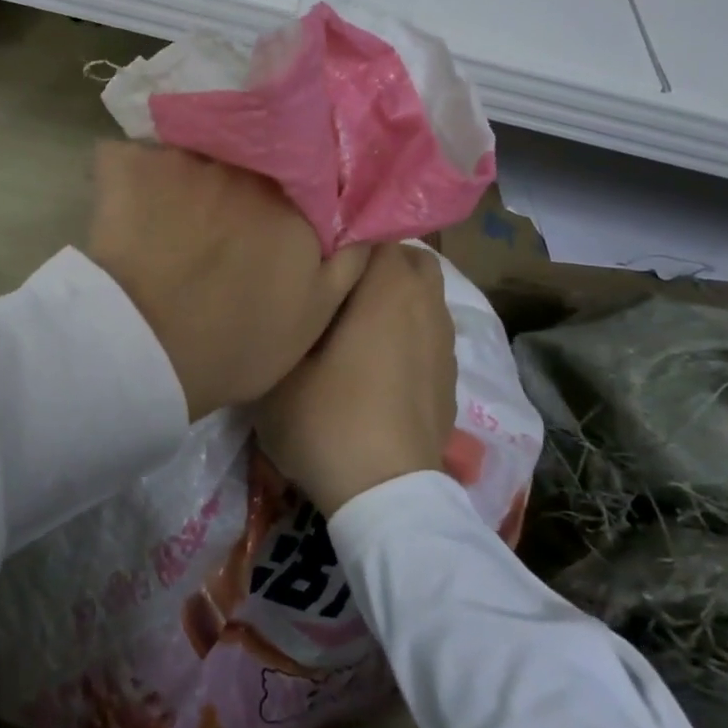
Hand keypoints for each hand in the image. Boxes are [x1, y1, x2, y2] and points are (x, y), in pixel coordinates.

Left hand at [86, 142, 368, 420]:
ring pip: (191, 147)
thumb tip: (365, 219)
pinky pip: (131, 156)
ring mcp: (183, 156)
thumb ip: (349, 259)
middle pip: (247, 144)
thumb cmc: (237, 343)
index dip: (294, 172)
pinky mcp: (128, 163)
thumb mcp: (315, 314)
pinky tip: (126, 205)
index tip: (281, 191)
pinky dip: (131, 175)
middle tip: (218, 202)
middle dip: (239, 162)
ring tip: (170, 204)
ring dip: (185, 170)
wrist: (144, 352)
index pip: (305, 159)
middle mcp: (244, 161)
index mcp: (292, 195)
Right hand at [256, 243, 456, 515]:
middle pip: (406, 257)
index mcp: (388, 287)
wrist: (386, 495)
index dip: (340, 237)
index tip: (312, 251)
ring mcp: (443, 341)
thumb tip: (287, 295)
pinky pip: (427, 328)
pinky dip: (406, 329)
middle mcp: (425, 303)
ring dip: (392, 295)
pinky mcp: (449, 375)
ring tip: (352, 320)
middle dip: (373, 260)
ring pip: (422, 293)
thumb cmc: (327, 420)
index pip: (373, 231)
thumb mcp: (278, 368)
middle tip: (331, 282)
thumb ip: (280, 318)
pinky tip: (375, 359)